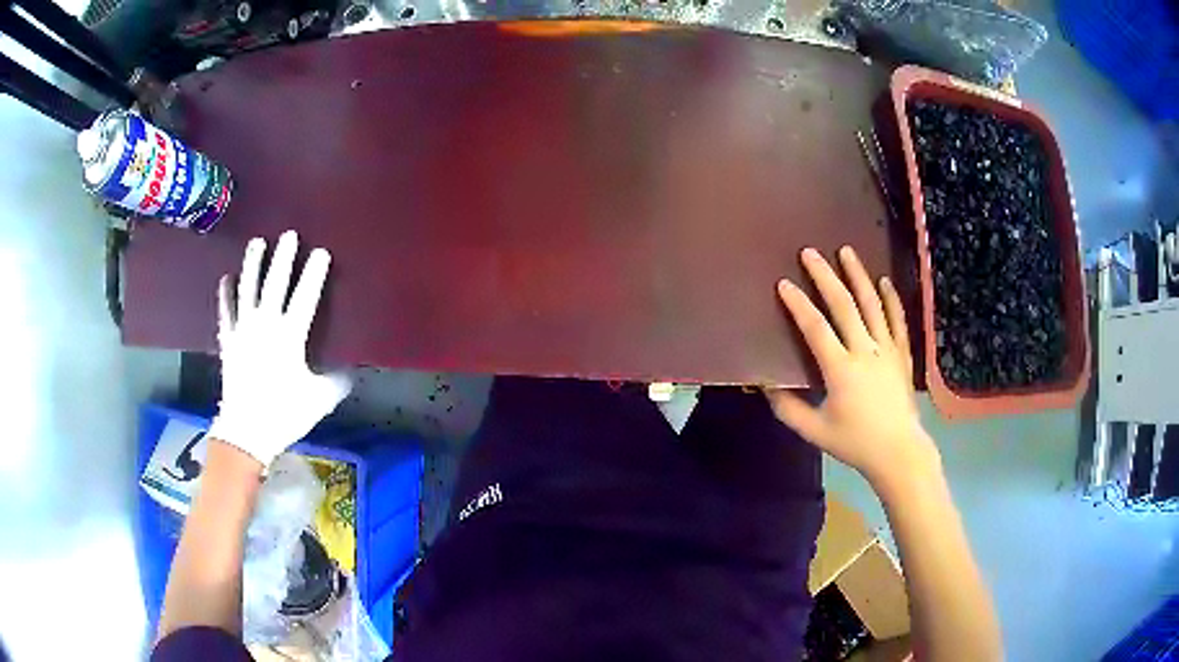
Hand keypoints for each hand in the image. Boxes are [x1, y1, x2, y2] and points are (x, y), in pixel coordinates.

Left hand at [207, 230, 351, 467]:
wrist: (246, 431)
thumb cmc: (284, 413)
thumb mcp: (320, 400)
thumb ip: (337, 382)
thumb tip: (350, 371)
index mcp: (290, 336)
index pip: (305, 297)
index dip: (314, 273)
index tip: (321, 252)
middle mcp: (265, 325)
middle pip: (275, 284)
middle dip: (283, 258)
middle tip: (289, 235)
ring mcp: (243, 331)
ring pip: (248, 290)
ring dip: (253, 265)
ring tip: (256, 242)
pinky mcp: (228, 342)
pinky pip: (226, 312)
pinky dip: (226, 295)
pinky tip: (225, 279)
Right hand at [768, 246, 938, 490]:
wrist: (898, 452)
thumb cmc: (855, 442)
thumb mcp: (814, 431)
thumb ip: (787, 408)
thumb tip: (765, 385)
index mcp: (841, 369)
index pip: (816, 328)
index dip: (798, 304)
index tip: (783, 284)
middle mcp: (865, 351)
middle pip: (844, 305)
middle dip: (825, 277)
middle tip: (810, 253)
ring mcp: (887, 350)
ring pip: (872, 305)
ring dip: (859, 276)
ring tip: (846, 252)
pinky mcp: (902, 356)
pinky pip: (898, 321)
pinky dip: (892, 299)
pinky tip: (884, 281)